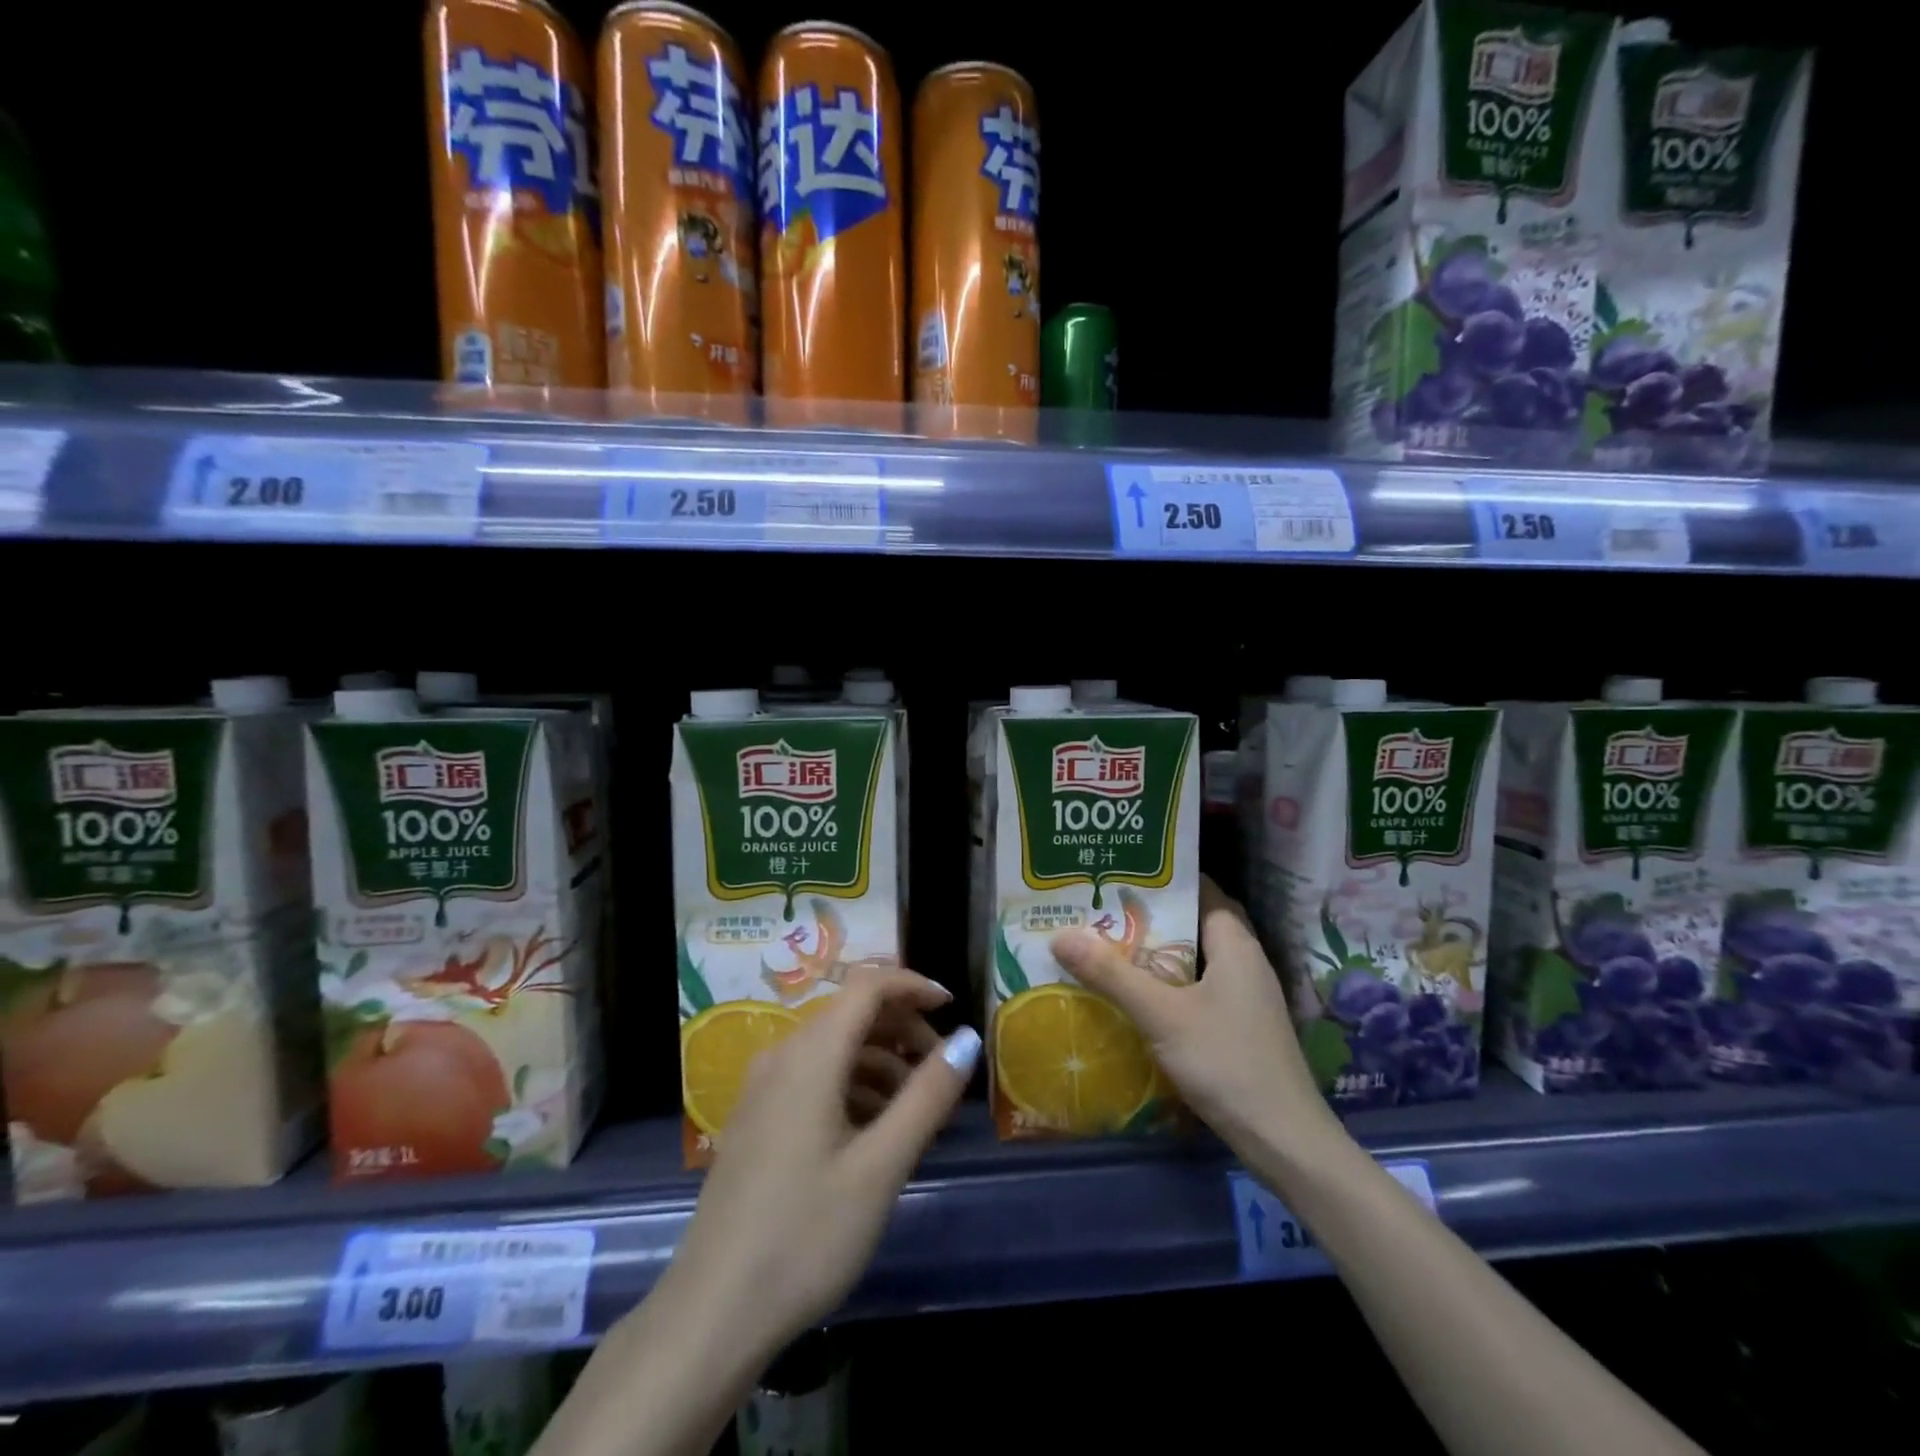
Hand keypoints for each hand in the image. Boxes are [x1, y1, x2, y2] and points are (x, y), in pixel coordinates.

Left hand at [662, 967, 979, 1357]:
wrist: (712, 1315)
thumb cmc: (805, 1235)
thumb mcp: (881, 1167)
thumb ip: (927, 1096)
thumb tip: (967, 1038)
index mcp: (810, 1054)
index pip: (867, 984)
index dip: (912, 984)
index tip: (953, 1009)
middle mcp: (782, 1056)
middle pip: (851, 1014)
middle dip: (902, 1029)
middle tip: (942, 1070)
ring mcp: (763, 1089)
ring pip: (833, 1048)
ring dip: (881, 1062)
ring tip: (915, 1110)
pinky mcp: (756, 1120)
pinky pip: (814, 1079)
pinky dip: (853, 1087)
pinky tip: (874, 1133)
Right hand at [1051, 877, 1333, 1157]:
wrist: (1285, 1142)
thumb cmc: (1227, 1063)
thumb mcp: (1162, 1016)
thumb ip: (1111, 975)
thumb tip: (1060, 935)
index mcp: (1235, 944)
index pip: (1202, 889)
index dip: (1164, 878)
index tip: (1120, 873)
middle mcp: (1244, 962)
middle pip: (1194, 923)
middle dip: (1151, 916)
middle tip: (1101, 909)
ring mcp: (1245, 996)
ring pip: (1195, 959)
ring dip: (1156, 952)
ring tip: (1107, 945)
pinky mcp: (1240, 1026)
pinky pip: (1198, 988)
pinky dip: (1168, 984)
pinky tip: (1136, 996)